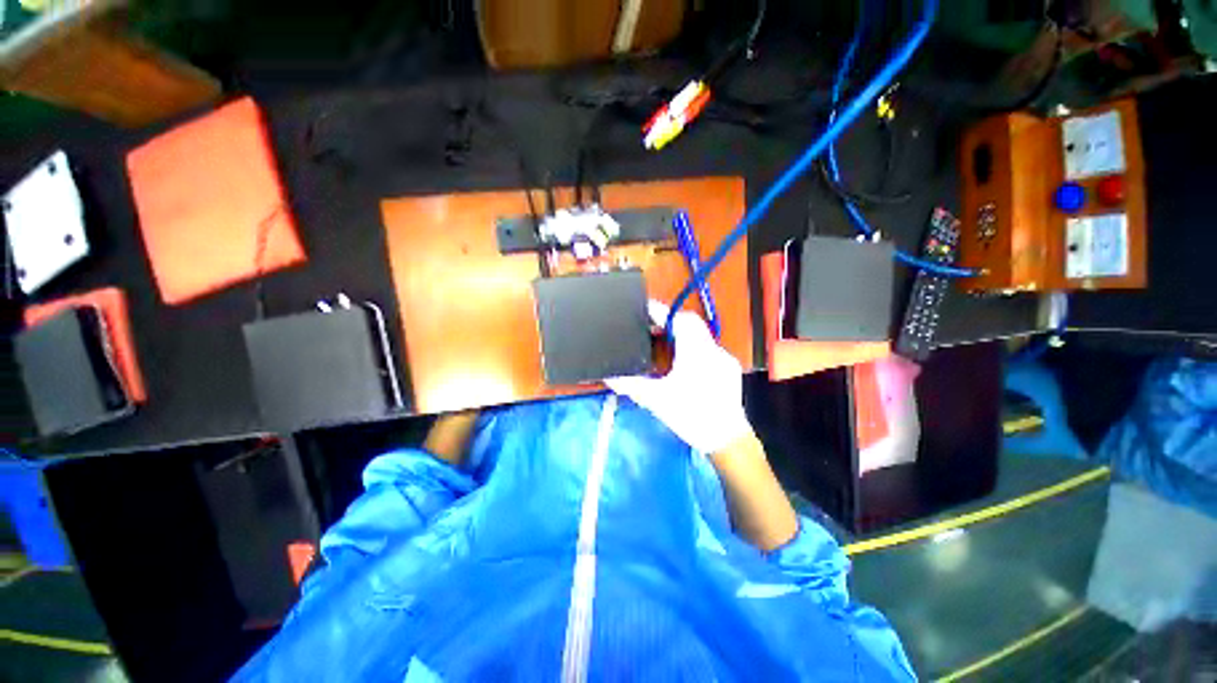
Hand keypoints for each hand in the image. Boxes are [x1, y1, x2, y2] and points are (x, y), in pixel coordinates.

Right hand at [607, 301, 751, 453]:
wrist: (728, 440)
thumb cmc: (692, 416)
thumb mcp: (657, 401)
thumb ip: (632, 385)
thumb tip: (609, 376)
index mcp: (695, 352)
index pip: (679, 319)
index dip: (660, 311)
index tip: (644, 309)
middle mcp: (712, 349)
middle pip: (690, 323)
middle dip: (669, 322)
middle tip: (650, 329)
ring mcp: (724, 358)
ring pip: (700, 336)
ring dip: (681, 335)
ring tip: (662, 344)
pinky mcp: (729, 369)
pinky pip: (707, 349)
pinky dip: (692, 348)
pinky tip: (682, 363)